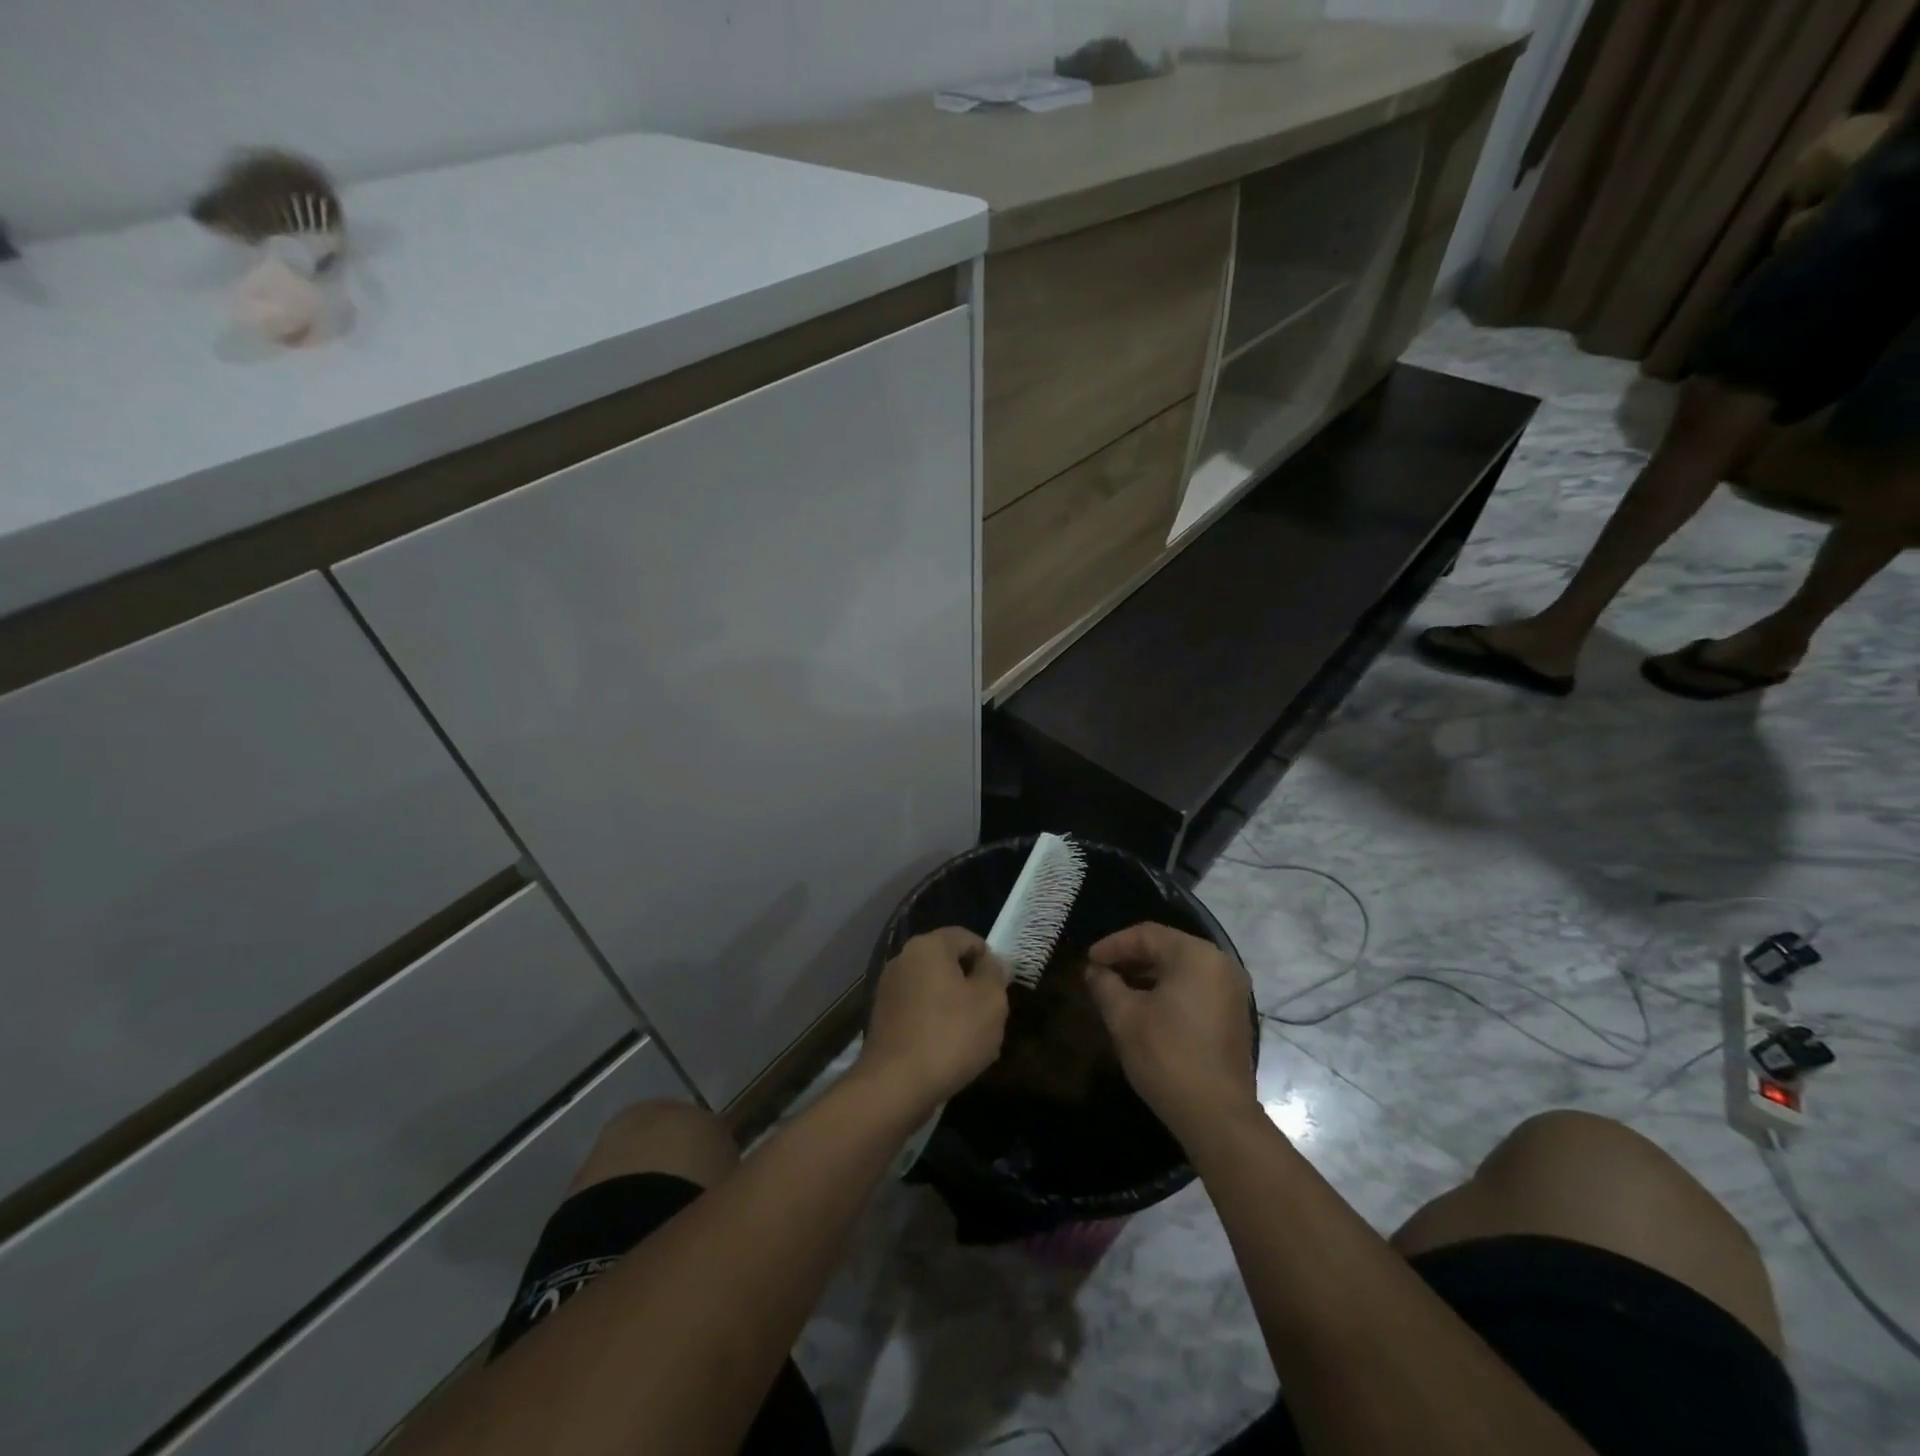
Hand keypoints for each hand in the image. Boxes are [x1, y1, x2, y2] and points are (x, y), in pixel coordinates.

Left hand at [859, 927, 1008, 1116]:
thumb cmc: (950, 1035)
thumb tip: (990, 963)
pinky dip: (934, 1025)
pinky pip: (918, 1013)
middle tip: (988, 1016)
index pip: (967, 938)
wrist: (895, 1085)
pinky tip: (946, 1053)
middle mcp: (903, 959)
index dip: (989, 959)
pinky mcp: (882, 1019)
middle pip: (948, 964)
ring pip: (933, 990)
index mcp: (928, 946)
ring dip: (954, 1008)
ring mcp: (888, 990)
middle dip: (971, 986)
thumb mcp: (990, 1001)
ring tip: (970, 1040)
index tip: (1000, 989)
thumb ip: (995, 973)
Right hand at [1085, 923, 1256, 1142]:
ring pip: (1180, 969)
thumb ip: (1105, 984)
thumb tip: (1094, 970)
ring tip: (1116, 990)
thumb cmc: (1167, 1056)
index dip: (1112, 945)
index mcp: (1196, 956)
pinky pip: (1194, 987)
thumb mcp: (1124, 1017)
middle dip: (1129, 958)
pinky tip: (1144, 1007)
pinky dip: (1167, 990)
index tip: (1088, 961)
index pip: (1146, 935)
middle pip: (1166, 948)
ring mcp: (1231, 990)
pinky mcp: (1232, 1014)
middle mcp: (1220, 964)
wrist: (1217, 1116)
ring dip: (1147, 975)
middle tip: (1100, 973)